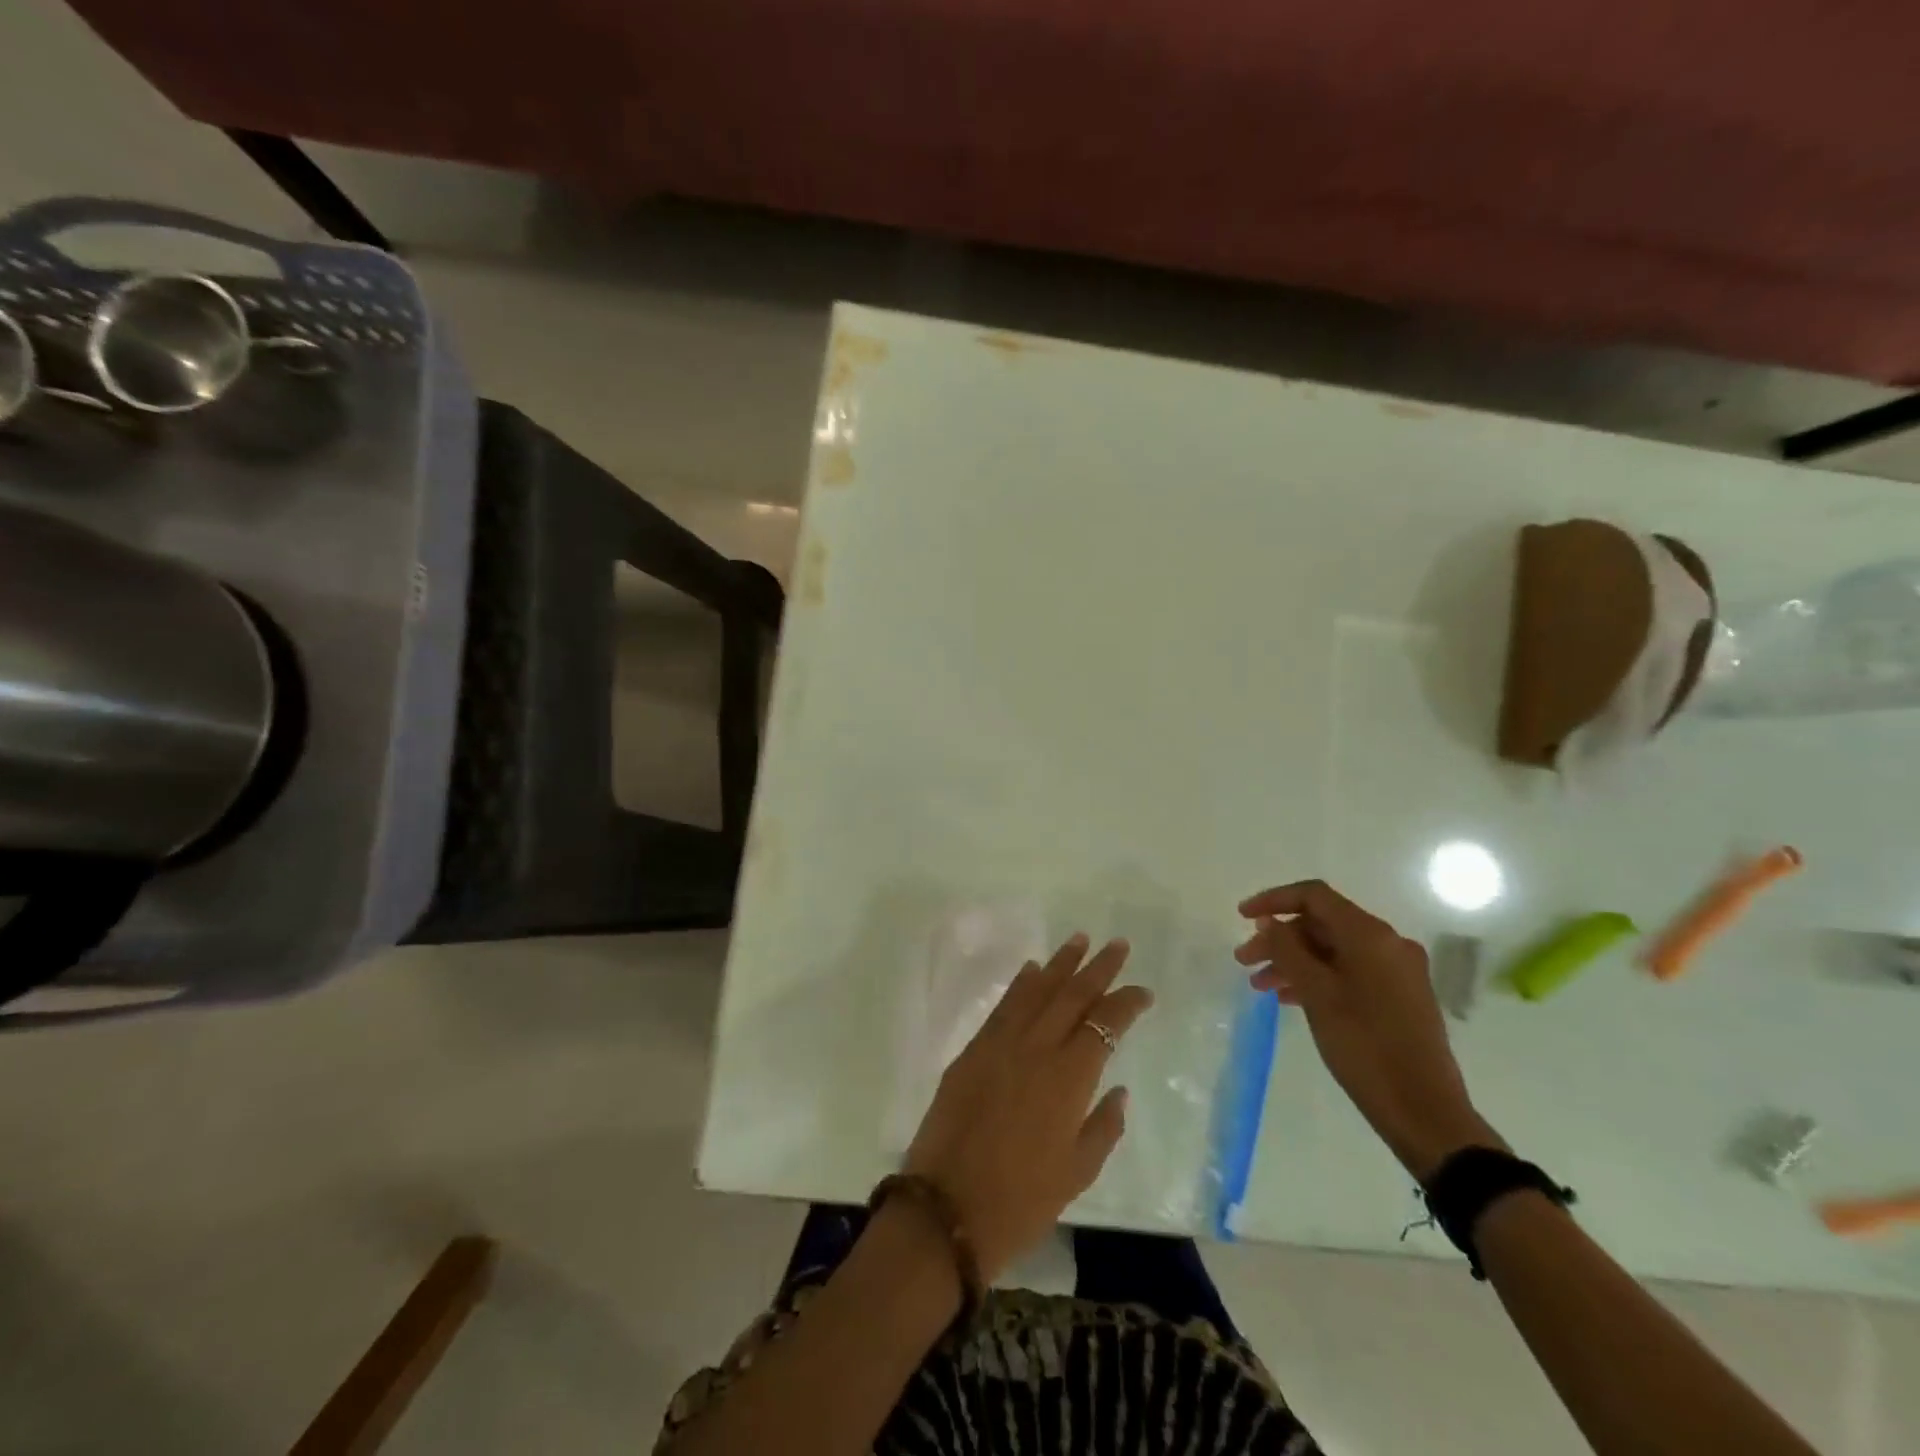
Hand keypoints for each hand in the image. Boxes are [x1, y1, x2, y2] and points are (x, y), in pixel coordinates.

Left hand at [904, 933, 1152, 1279]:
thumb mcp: (1076, 1173)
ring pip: (1036, 991)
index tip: (1143, 991)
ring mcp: (1000, 1045)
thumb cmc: (1021, 1201)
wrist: (947, 1209)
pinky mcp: (972, 1051)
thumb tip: (1118, 1090)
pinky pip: (1004, 1007)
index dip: (1125, 1003)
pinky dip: (1021, 984)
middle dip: (1098, 968)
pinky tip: (1032, 969)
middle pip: (1071, 995)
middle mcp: (1035, 1049)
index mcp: (1068, 1078)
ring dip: (1060, 964)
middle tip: (1118, 944)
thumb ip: (1103, 1127)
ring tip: (1079, 940)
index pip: (1103, 1024)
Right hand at [1235, 881, 1502, 1178]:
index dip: (1273, 900)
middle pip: (1322, 924)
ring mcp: (1397, 971)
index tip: (1241, 917)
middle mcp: (1388, 944)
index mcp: (1370, 935)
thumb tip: (1269, 922)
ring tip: (1260, 986)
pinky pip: (1349, 972)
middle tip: (1244, 961)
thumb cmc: (1364, 1046)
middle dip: (1279, 938)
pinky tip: (1290, 999)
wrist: (1424, 1111)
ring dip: (1294, 961)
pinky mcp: (1399, 997)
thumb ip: (1288, 950)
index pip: (1314, 896)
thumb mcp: (1316, 993)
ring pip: (1333, 950)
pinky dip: (1316, 978)